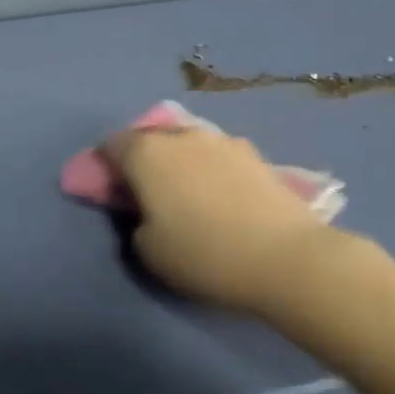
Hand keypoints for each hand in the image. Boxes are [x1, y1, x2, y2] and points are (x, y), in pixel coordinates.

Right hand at [103, 124, 356, 317]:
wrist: (287, 258)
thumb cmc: (204, 254)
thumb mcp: (148, 251)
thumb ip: (134, 222)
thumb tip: (145, 212)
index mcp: (145, 152)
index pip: (111, 144)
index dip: (107, 166)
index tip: (115, 192)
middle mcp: (181, 134)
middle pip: (151, 139)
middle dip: (145, 161)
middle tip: (151, 196)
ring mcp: (222, 139)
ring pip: (187, 145)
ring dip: (182, 163)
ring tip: (192, 197)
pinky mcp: (256, 154)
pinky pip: (219, 157)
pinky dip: (213, 171)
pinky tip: (224, 200)